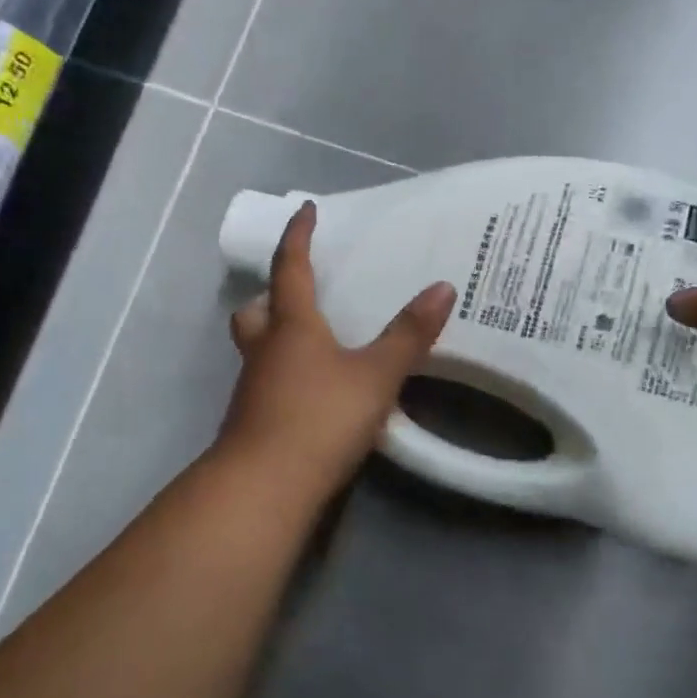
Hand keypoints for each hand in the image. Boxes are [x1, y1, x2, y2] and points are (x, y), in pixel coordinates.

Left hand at [220, 202, 455, 489]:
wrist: (266, 487)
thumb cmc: (320, 417)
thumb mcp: (376, 375)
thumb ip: (409, 335)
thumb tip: (443, 287)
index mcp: (292, 326)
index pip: (290, 268)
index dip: (299, 236)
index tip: (306, 210)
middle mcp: (265, 350)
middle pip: (255, 312)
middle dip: (272, 296)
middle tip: (298, 294)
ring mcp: (253, 388)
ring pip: (257, 348)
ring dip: (277, 337)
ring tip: (315, 344)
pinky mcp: (253, 421)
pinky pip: (266, 382)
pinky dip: (285, 374)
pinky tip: (314, 392)